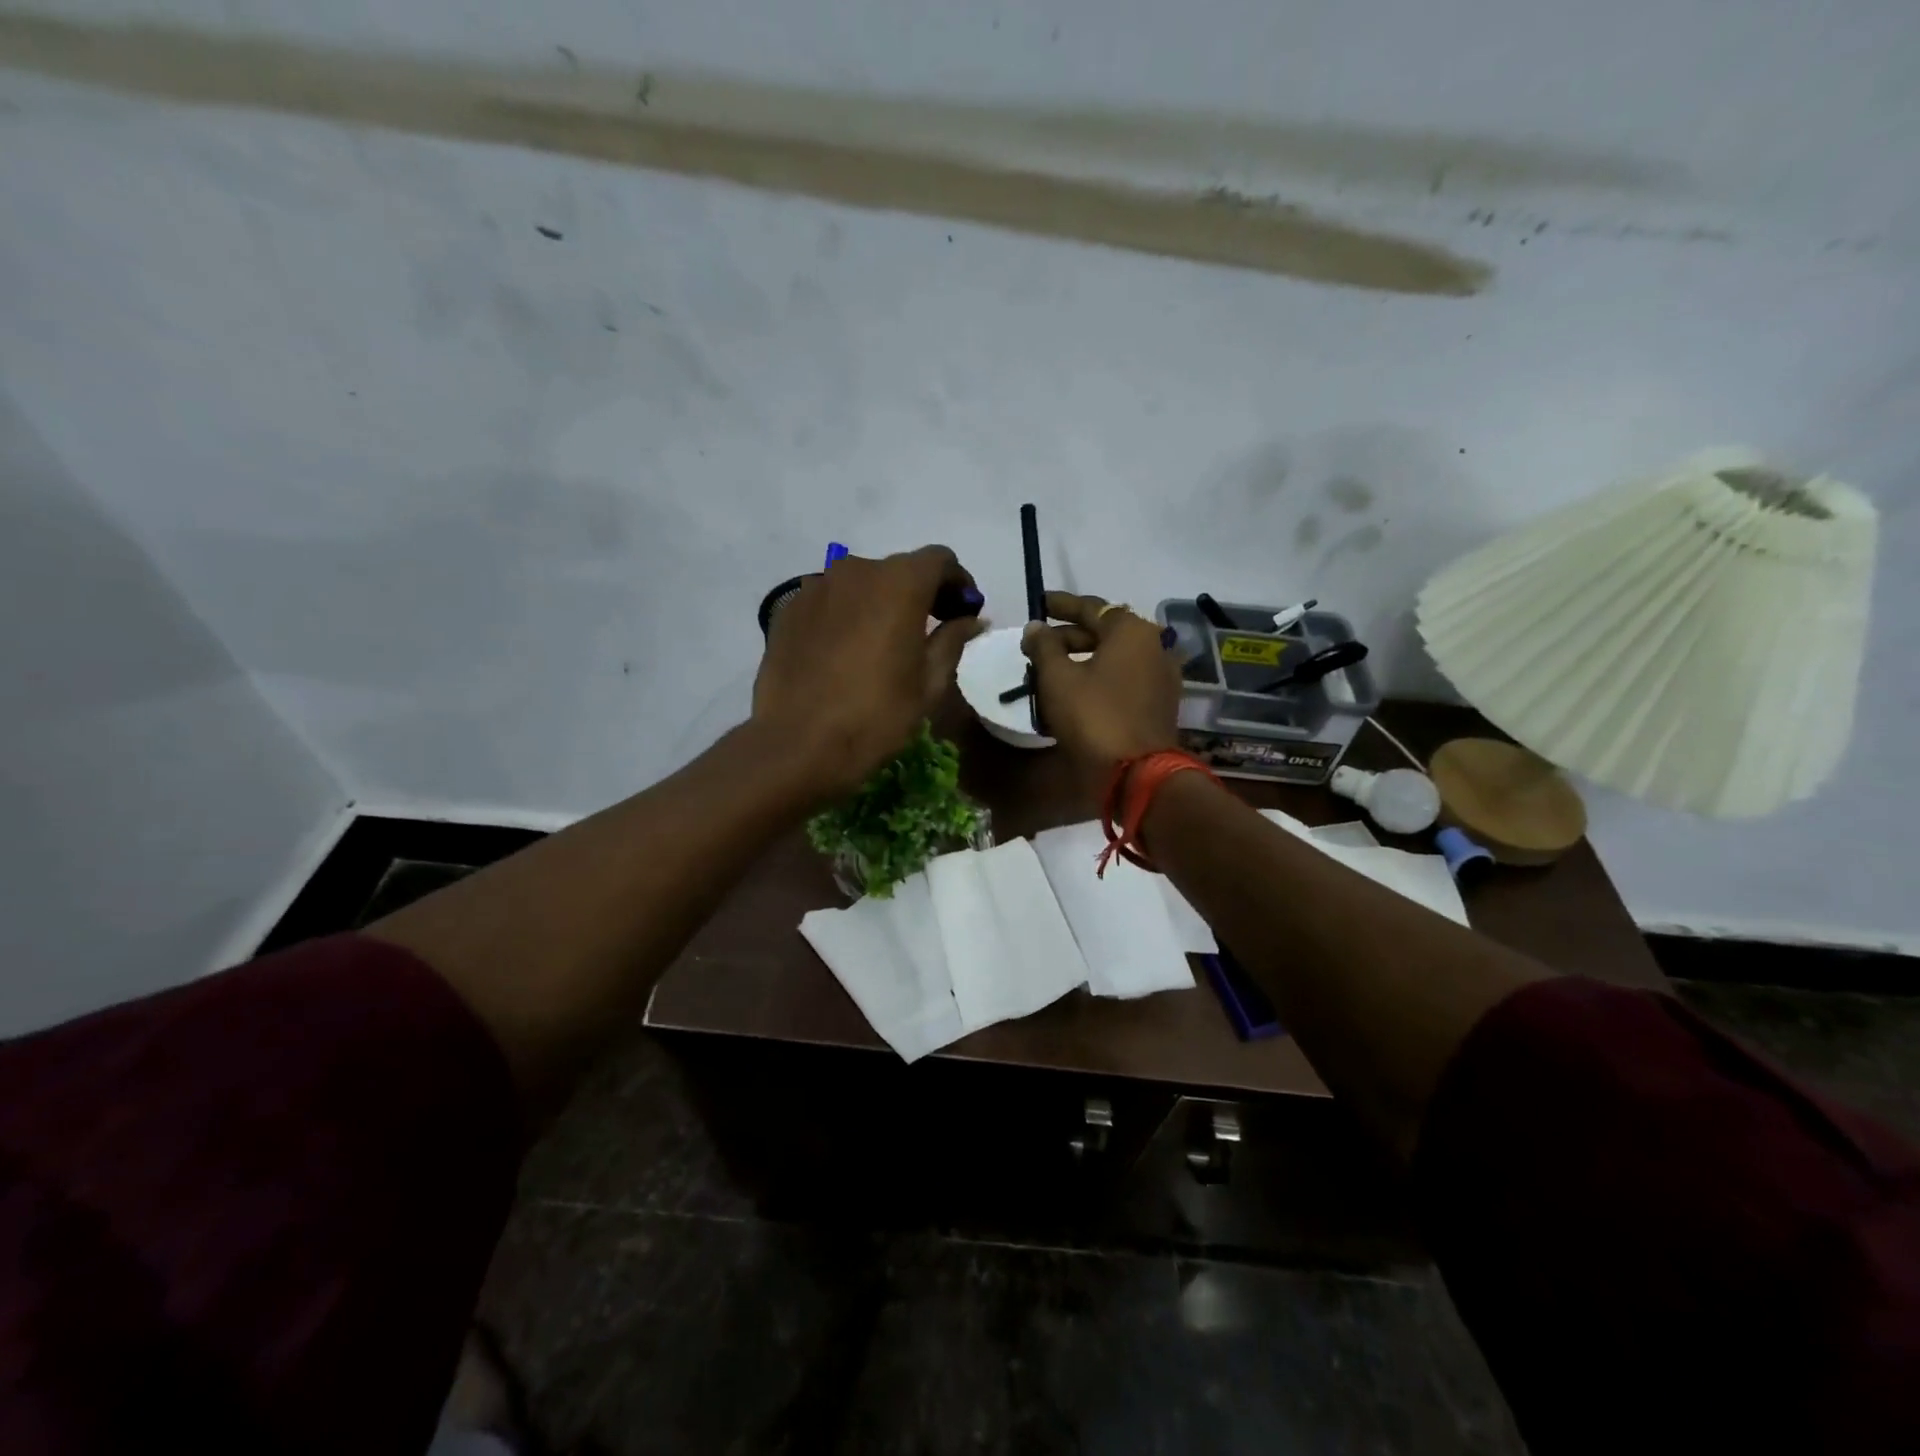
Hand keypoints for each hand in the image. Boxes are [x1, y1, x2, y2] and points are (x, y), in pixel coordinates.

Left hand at [752, 545, 984, 802]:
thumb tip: (973, 619)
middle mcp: (856, 571)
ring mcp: (816, 587)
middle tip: (929, 629)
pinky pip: (829, 602)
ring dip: (879, 603)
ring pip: (860, 584)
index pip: (939, 560)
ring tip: (882, 643)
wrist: (798, 744)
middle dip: (920, 593)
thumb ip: (953, 640)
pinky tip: (845, 653)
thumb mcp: (929, 683)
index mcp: (899, 583)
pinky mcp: (789, 609)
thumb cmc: (876, 715)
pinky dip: (846, 616)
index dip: (958, 582)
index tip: (963, 611)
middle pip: (898, 570)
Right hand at [1022, 591, 1181, 784]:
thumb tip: (1035, 626)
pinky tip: (1075, 691)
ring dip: (1083, 658)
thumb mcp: (1057, 678)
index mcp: (1131, 631)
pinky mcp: (1159, 703)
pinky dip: (1099, 677)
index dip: (1061, 605)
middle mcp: (1153, 645)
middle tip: (1038, 644)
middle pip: (1105, 632)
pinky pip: (1124, 678)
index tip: (1040, 603)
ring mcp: (1160, 676)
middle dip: (1069, 636)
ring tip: (1051, 669)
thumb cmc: (1093, 716)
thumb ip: (1044, 646)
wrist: (1136, 773)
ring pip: (1114, 657)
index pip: (1092, 607)